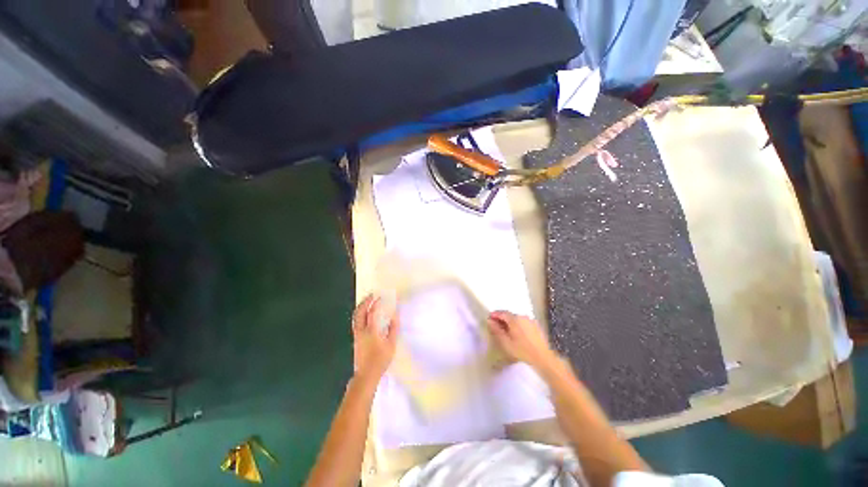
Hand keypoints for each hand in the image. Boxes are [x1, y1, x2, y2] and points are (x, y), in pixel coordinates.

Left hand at [352, 293, 399, 381]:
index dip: (377, 303)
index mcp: (371, 331)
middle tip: (372, 295)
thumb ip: (393, 328)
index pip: (372, 312)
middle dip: (365, 301)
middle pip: (360, 312)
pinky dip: (360, 313)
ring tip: (368, 301)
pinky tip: (366, 313)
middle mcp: (361, 330)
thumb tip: (395, 315)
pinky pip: (356, 321)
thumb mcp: (391, 344)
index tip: (381, 297)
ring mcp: (356, 334)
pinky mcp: (355, 338)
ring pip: (356, 316)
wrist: (366, 374)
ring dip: (361, 306)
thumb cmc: (380, 360)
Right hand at [487, 311, 555, 370]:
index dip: (494, 315)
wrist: (543, 358)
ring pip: (517, 318)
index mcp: (514, 319)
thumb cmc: (522, 351)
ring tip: (506, 331)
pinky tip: (517, 334)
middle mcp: (523, 316)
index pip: (502, 313)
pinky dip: (518, 325)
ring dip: (510, 322)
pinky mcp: (536, 326)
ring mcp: (531, 320)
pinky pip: (523, 322)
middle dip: (502, 319)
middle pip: (509, 315)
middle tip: (496, 326)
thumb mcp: (506, 342)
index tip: (489, 318)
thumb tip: (490, 321)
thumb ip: (496, 330)